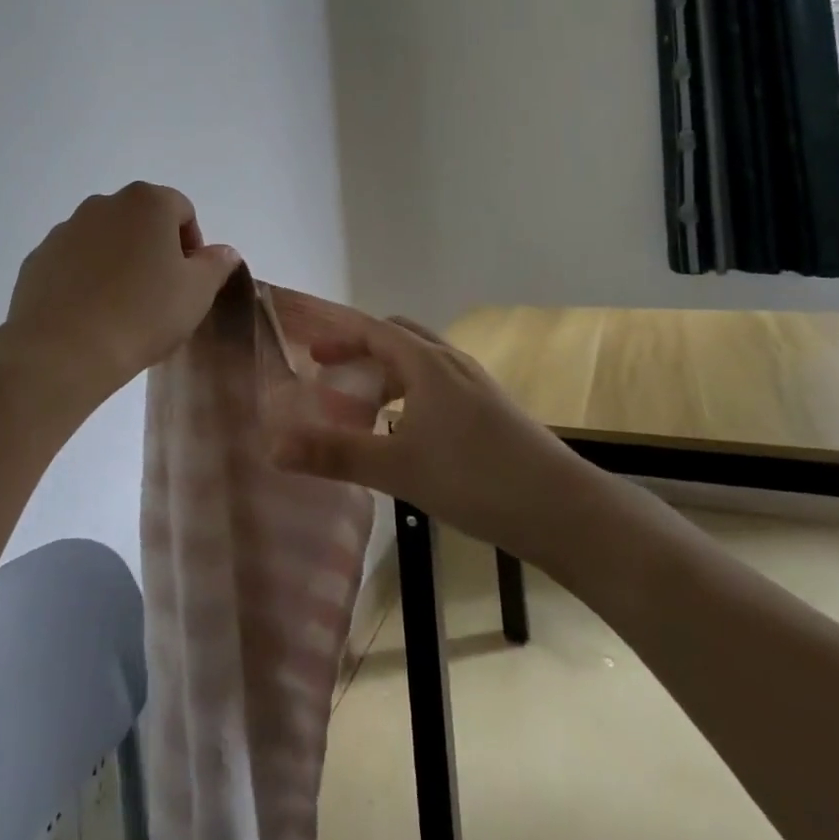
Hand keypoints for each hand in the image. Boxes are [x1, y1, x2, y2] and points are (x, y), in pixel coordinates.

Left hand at [0, 181, 240, 415]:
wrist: (63, 351)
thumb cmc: (142, 314)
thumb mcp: (196, 292)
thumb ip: (215, 264)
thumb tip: (223, 251)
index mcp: (146, 202)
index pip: (182, 210)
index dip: (192, 244)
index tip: (189, 280)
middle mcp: (103, 204)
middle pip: (140, 219)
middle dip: (154, 248)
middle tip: (160, 292)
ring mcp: (65, 230)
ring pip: (104, 239)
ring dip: (118, 261)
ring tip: (122, 306)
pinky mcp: (38, 258)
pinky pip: (73, 261)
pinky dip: (85, 277)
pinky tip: (90, 313)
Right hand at [270, 316, 588, 556]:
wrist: (565, 510)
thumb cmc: (476, 479)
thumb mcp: (397, 468)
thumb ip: (335, 454)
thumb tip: (273, 446)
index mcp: (427, 363)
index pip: (372, 329)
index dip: (337, 334)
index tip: (307, 347)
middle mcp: (451, 363)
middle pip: (396, 339)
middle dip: (359, 350)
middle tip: (328, 374)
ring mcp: (475, 386)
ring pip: (419, 364)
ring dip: (385, 375)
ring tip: (361, 408)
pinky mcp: (491, 410)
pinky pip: (438, 386)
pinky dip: (409, 395)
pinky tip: (405, 434)